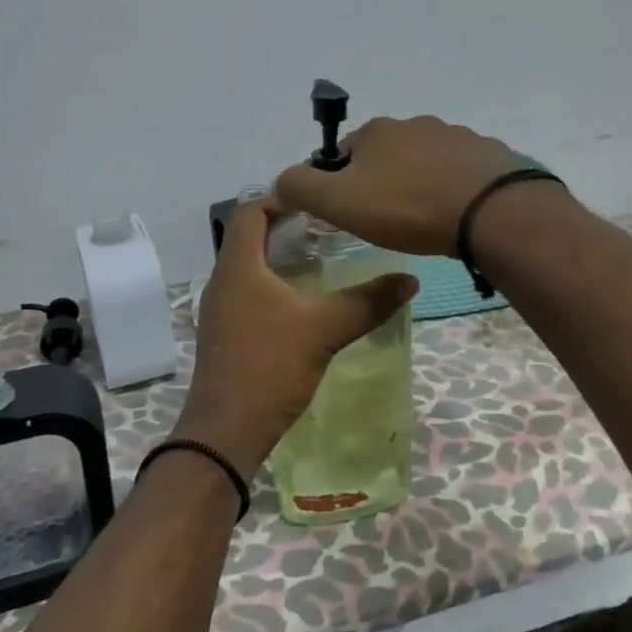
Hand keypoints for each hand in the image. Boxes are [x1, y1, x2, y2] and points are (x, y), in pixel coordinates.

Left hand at [176, 198, 417, 481]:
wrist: (225, 433)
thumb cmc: (269, 367)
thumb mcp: (324, 330)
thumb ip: (367, 302)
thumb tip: (410, 280)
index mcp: (238, 267)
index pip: (250, 212)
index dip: (280, 198)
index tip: (316, 198)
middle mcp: (223, 281)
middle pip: (249, 237)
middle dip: (285, 226)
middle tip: (327, 225)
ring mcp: (220, 310)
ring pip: (249, 266)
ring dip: (279, 256)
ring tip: (321, 256)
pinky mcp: (226, 334)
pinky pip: (248, 292)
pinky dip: (274, 283)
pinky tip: (303, 299)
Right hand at [273, 115, 541, 255]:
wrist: (492, 212)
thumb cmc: (409, 207)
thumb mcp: (340, 202)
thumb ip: (301, 188)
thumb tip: (281, 180)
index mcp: (377, 131)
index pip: (343, 155)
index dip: (340, 185)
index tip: (351, 215)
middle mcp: (415, 124)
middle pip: (385, 157)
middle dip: (382, 184)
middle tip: (389, 222)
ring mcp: (456, 136)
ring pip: (423, 163)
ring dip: (419, 185)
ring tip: (425, 222)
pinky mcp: (488, 155)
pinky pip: (459, 172)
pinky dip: (452, 189)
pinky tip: (457, 215)